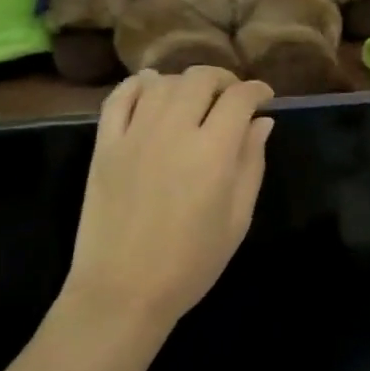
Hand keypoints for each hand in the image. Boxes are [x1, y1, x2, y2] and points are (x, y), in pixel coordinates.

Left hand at [63, 67, 274, 328]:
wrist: (124, 291)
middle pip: (199, 79)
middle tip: (232, 97)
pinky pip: (119, 98)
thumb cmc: (191, 264)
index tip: (264, 98)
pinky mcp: (105, 145)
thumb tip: (262, 123)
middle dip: (223, 80)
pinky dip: (137, 84)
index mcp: (213, 153)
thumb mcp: (237, 220)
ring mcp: (134, 135)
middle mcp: (173, 131)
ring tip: (194, 98)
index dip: (256, 91)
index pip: (239, 99)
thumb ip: (251, 164)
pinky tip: (149, 87)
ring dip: (184, 82)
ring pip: (161, 82)